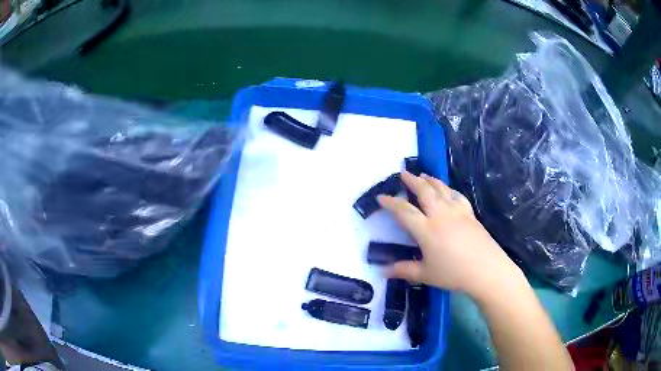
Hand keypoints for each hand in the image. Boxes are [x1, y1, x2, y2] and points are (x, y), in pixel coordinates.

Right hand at [377, 171, 521, 297]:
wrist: (487, 270)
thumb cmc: (454, 274)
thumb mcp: (426, 275)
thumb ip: (404, 270)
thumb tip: (383, 271)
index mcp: (426, 229)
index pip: (404, 211)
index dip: (390, 202)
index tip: (380, 196)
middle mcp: (441, 215)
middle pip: (424, 191)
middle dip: (412, 180)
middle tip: (403, 173)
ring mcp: (458, 212)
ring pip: (442, 189)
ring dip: (430, 180)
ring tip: (423, 175)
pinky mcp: (470, 214)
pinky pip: (457, 196)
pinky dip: (449, 189)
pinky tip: (448, 190)